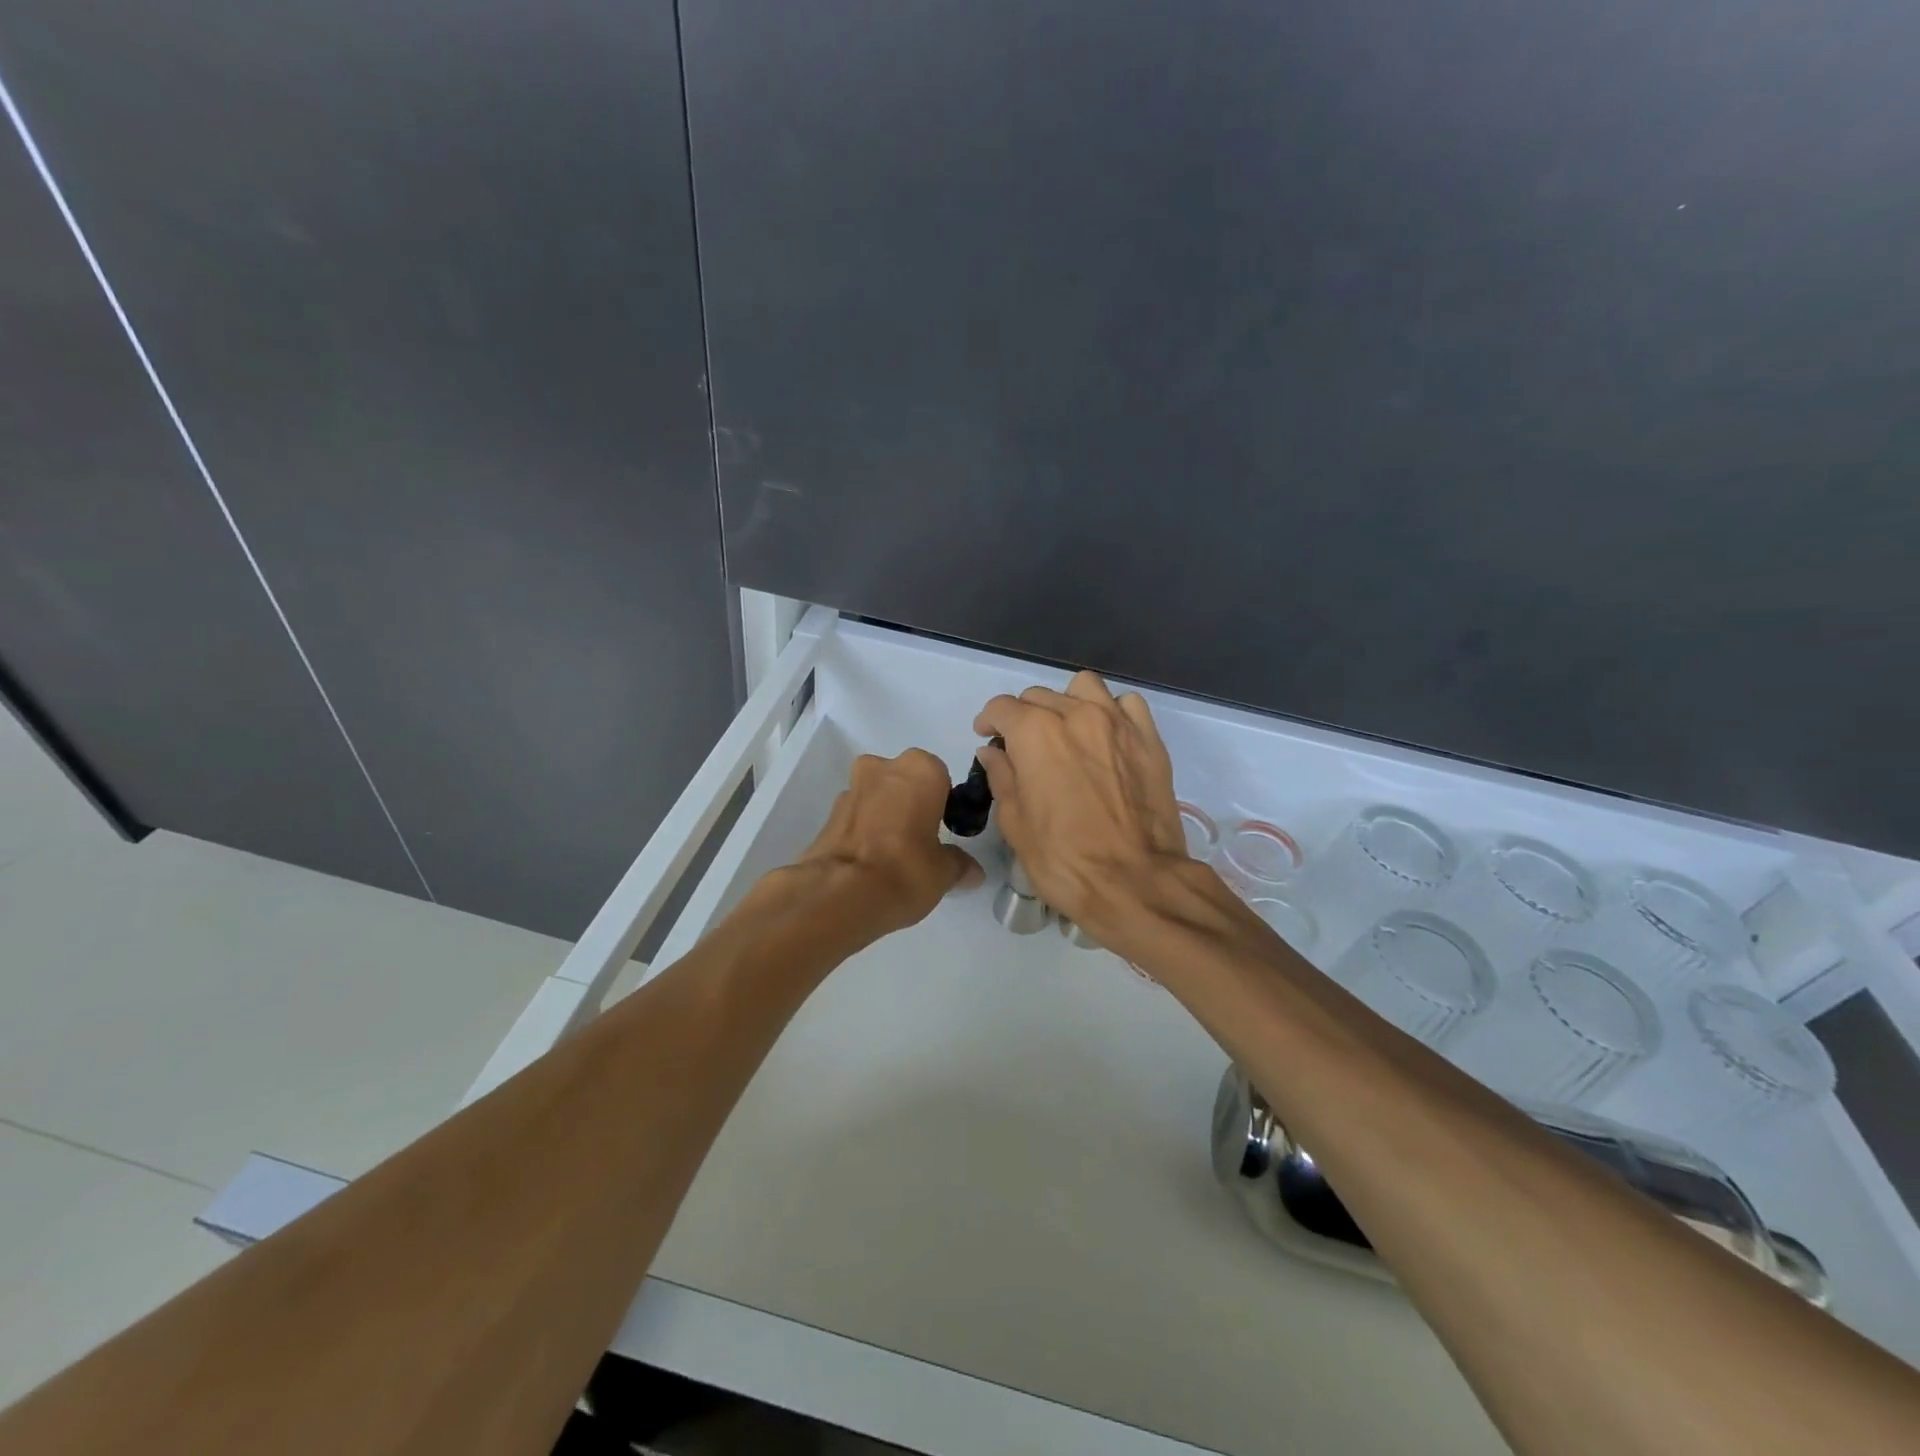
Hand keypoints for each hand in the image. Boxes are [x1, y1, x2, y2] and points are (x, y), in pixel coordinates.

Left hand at [792, 749, 983, 942]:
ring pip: (877, 796)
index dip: (943, 803)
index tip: (944, 830)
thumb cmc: (905, 869)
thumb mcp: (944, 873)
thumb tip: (972, 872)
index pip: (941, 777)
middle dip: (911, 803)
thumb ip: (959, 865)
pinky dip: (864, 831)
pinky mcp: (828, 814)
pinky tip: (870, 862)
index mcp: (920, 770)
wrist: (839, 894)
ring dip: (885, 815)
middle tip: (920, 840)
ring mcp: (850, 788)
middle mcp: (883, 767)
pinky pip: (856, 816)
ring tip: (892, 855)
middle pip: (904, 780)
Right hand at [974, 671, 1198, 944]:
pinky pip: (1127, 705)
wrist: (1135, 882)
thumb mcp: (1016, 823)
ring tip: (1067, 733)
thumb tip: (993, 752)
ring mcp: (1117, 723)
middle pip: (1040, 696)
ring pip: (1084, 688)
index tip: (988, 738)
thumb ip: (1002, 777)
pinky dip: (1112, 713)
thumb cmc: (1064, 860)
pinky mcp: (1149, 739)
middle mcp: (1075, 714)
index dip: (989, 721)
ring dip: (1068, 703)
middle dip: (1024, 717)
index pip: (1002, 707)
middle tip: (1025, 748)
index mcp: (1035, 733)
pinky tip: (1106, 739)